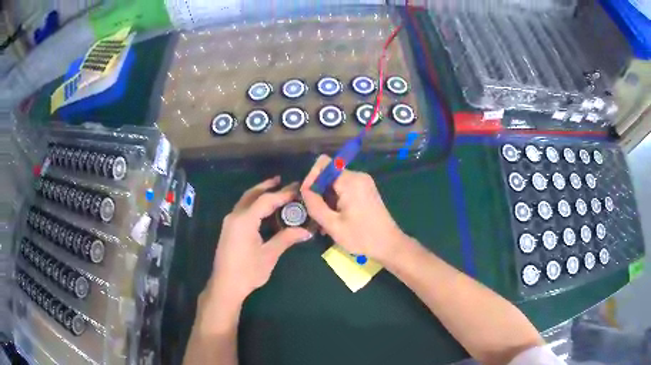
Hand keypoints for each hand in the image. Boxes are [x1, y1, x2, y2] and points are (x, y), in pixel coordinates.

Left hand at [207, 176, 312, 305]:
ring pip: (245, 200)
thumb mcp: (269, 255)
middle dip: (267, 186)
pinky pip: (242, 209)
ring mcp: (229, 222)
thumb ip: (286, 239)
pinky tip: (263, 209)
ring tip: (274, 189)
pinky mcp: (229, 228)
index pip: (266, 200)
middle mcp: (235, 216)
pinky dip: (253, 204)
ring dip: (259, 194)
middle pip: (252, 194)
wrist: (225, 285)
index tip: (297, 189)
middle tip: (283, 181)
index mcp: (244, 220)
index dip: (283, 194)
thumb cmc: (248, 271)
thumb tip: (306, 231)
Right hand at [301, 155, 407, 263]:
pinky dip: (336, 201)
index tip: (307, 198)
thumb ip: (315, 205)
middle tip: (314, 214)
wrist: (389, 245)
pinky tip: (334, 220)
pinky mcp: (365, 190)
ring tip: (324, 222)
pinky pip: (344, 189)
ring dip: (326, 199)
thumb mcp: (333, 225)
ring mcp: (363, 183)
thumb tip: (304, 190)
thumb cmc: (361, 237)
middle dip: (318, 192)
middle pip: (329, 174)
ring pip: (335, 183)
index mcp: (350, 181)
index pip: (323, 164)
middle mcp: (358, 176)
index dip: (311, 178)